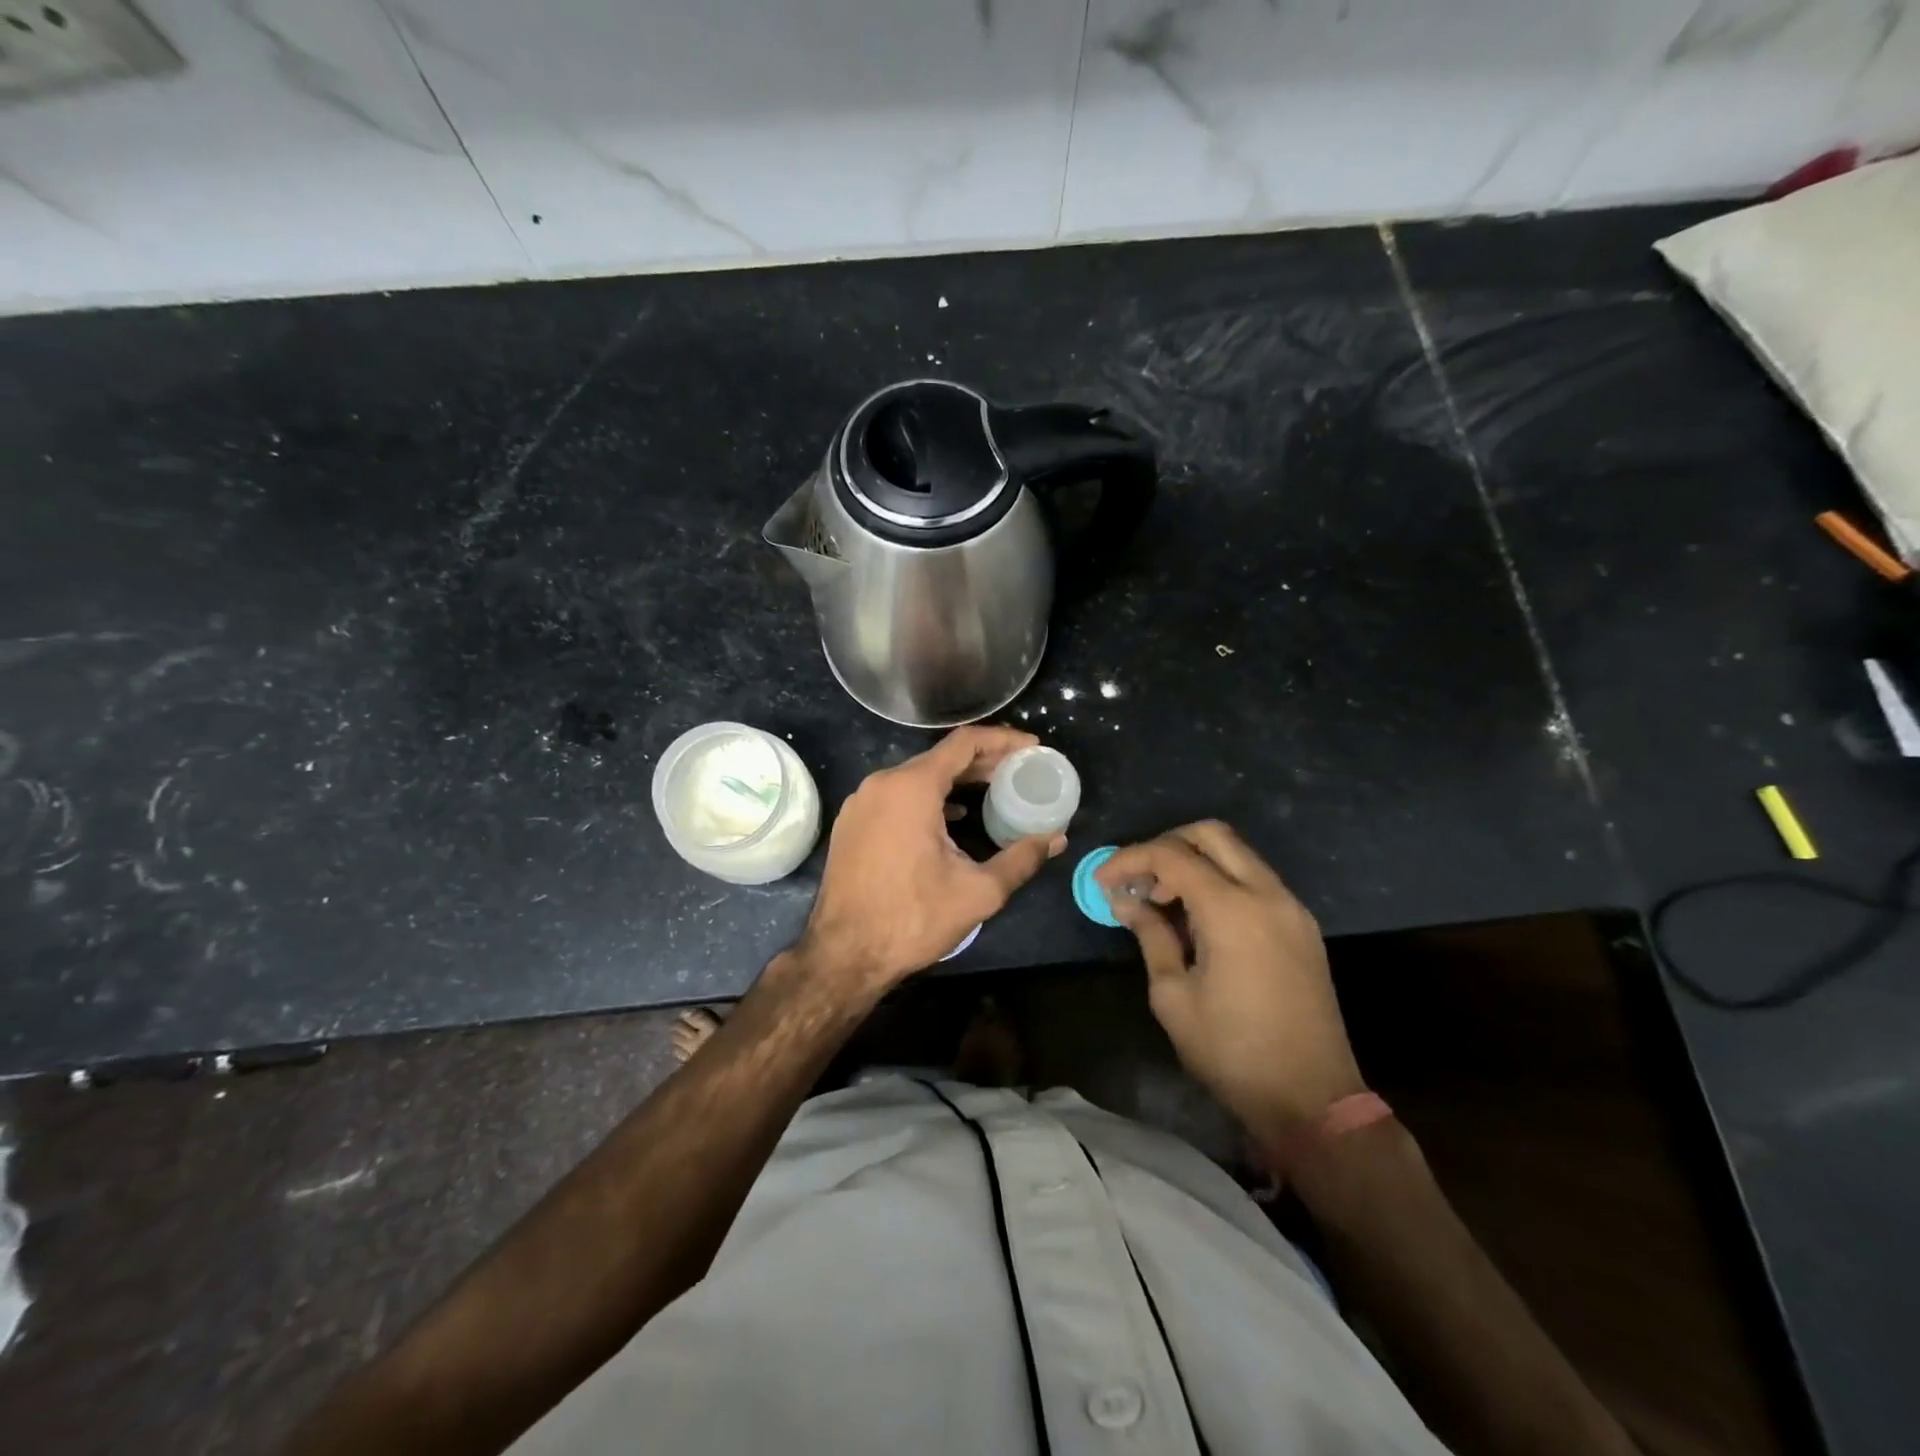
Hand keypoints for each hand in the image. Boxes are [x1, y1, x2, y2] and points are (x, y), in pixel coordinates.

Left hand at [795, 726, 1065, 998]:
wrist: (844, 954)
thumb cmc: (912, 919)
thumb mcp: (978, 892)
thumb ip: (1021, 859)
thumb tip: (1055, 840)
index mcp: (911, 788)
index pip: (964, 743)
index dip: (1003, 740)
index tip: (1032, 747)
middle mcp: (882, 784)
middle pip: (940, 757)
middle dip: (983, 762)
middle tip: (1019, 770)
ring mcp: (861, 802)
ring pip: (916, 776)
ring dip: (955, 780)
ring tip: (992, 790)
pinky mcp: (851, 823)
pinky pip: (896, 795)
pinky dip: (928, 797)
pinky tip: (950, 817)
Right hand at [1097, 821, 1364, 1137]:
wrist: (1312, 1099)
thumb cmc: (1232, 1051)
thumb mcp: (1174, 996)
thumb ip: (1151, 936)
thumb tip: (1126, 902)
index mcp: (1232, 910)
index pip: (1172, 856)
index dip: (1130, 860)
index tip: (1102, 881)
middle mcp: (1267, 895)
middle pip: (1212, 835)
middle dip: (1167, 845)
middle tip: (1139, 878)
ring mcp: (1291, 908)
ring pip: (1238, 855)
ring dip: (1196, 862)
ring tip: (1163, 901)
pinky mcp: (1302, 926)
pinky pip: (1255, 881)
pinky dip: (1222, 881)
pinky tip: (1199, 918)